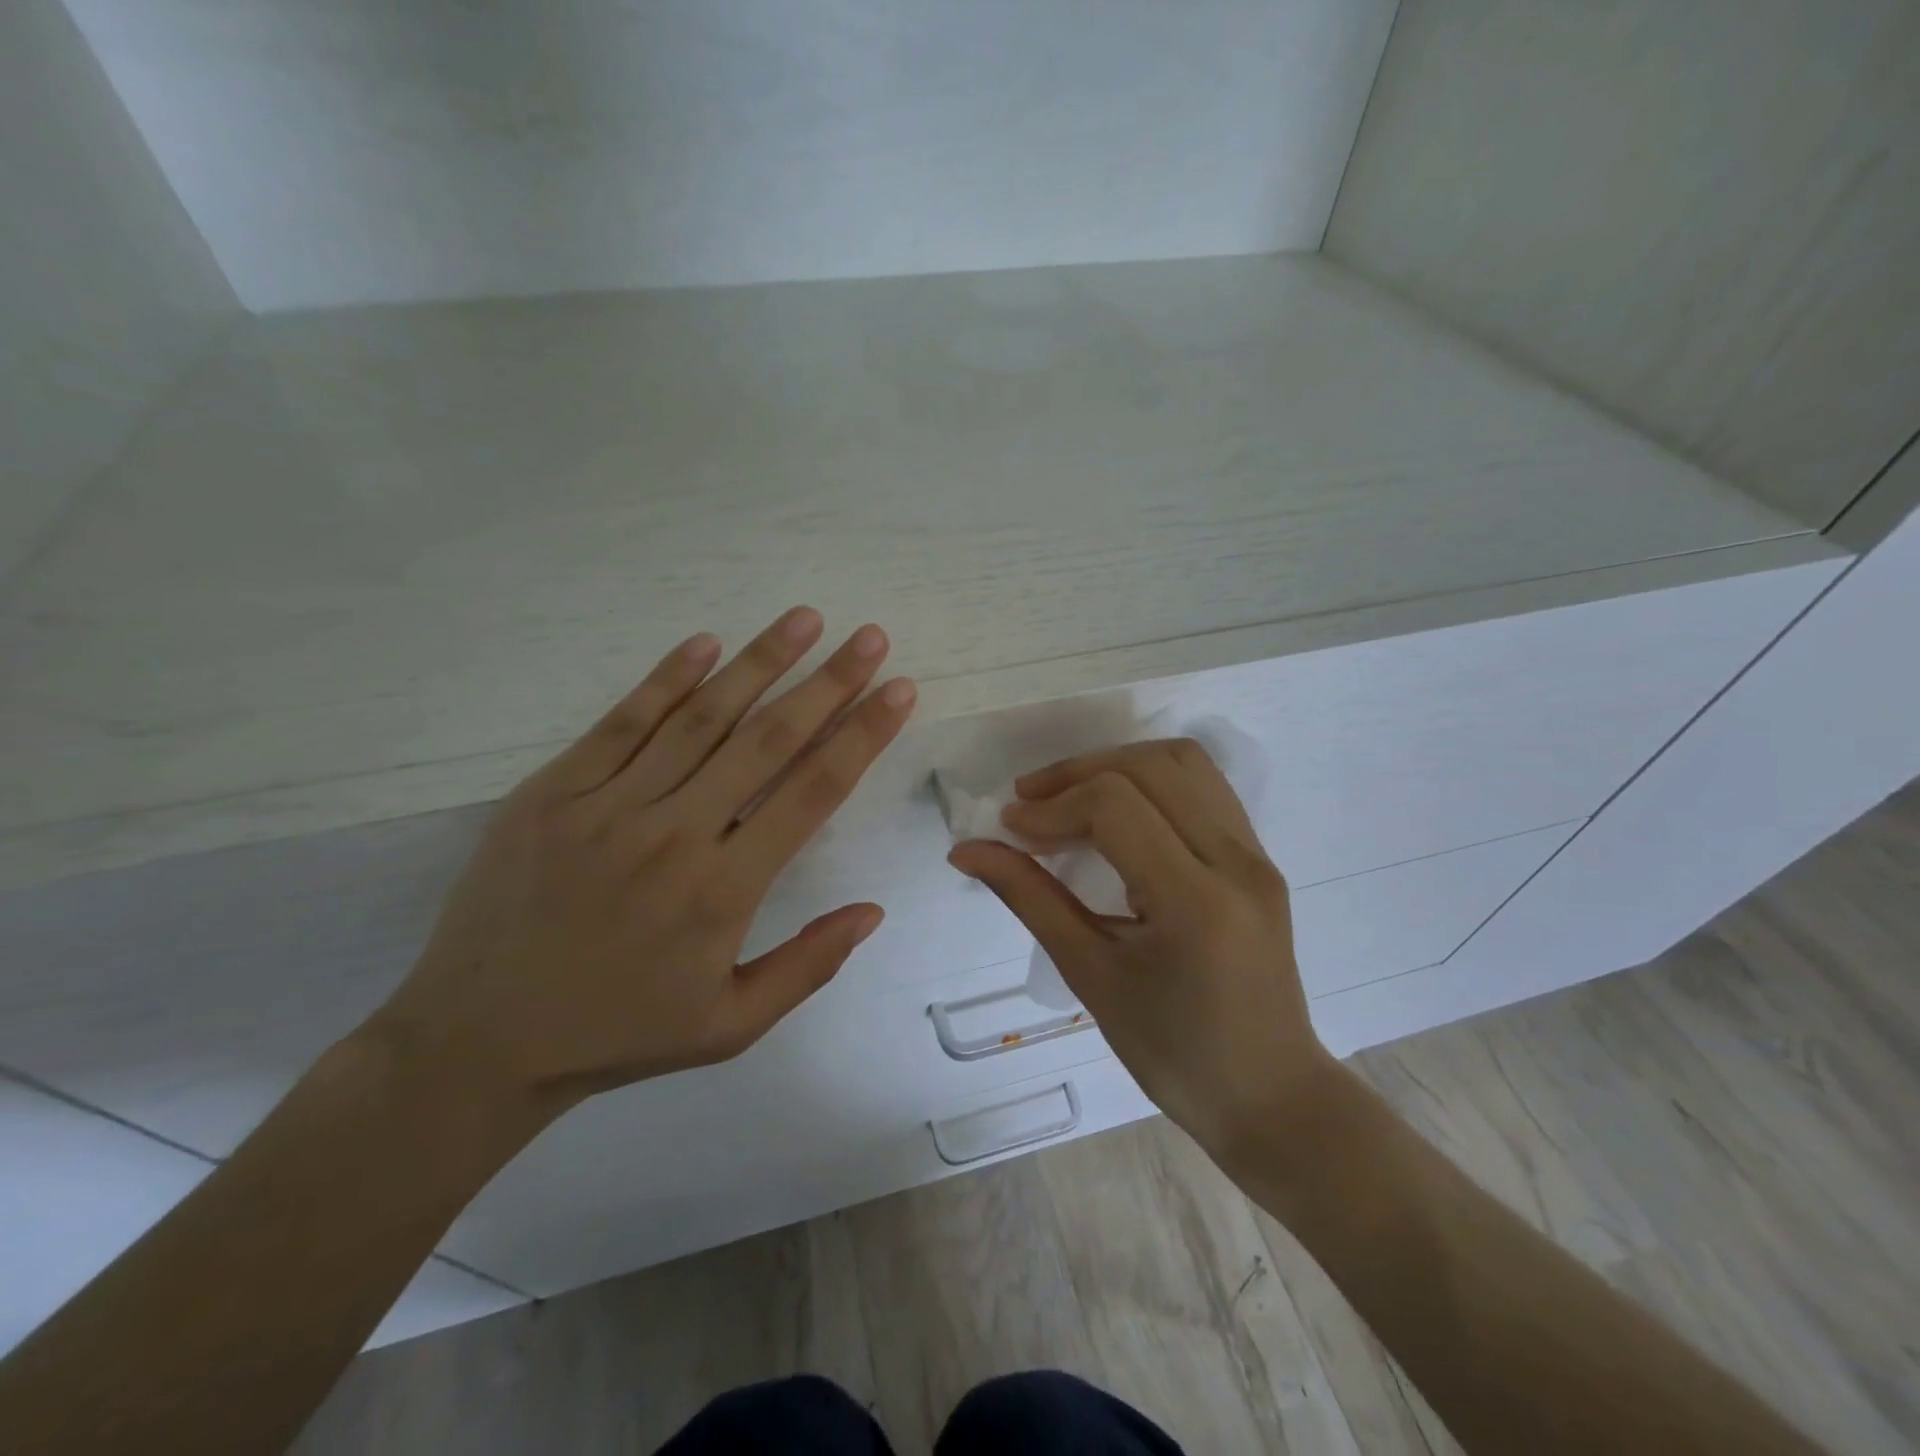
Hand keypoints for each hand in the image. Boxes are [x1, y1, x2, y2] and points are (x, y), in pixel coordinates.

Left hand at [369, 606, 916, 1118]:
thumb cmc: (619, 1034)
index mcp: (721, 891)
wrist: (477, 1043)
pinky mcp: (552, 793)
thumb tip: (873, 911)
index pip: (811, 794)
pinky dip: (666, 679)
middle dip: (827, 683)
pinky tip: (706, 643)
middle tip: (868, 638)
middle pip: (766, 741)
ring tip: (805, 618)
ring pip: (700, 718)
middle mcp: (673, 835)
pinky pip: (620, 723)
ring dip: (759, 662)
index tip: (897, 691)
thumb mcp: (730, 1026)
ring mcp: (607, 807)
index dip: (861, 737)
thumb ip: (807, 966)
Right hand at [949, 739, 1333, 1161]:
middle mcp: (1236, 862)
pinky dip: (1151, 780)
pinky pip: (1204, 788)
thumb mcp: (1091, 977)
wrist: (1269, 1094)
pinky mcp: (1260, 858)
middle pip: (1150, 767)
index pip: (1115, 808)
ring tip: (1069, 797)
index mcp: (1195, 902)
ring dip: (1116, 765)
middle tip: (1029, 803)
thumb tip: (967, 851)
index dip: (1053, 806)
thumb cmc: (1173, 1053)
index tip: (1010, 828)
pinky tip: (1116, 812)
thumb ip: (1030, 899)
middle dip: (1078, 772)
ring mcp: (1257, 856)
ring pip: (1183, 763)